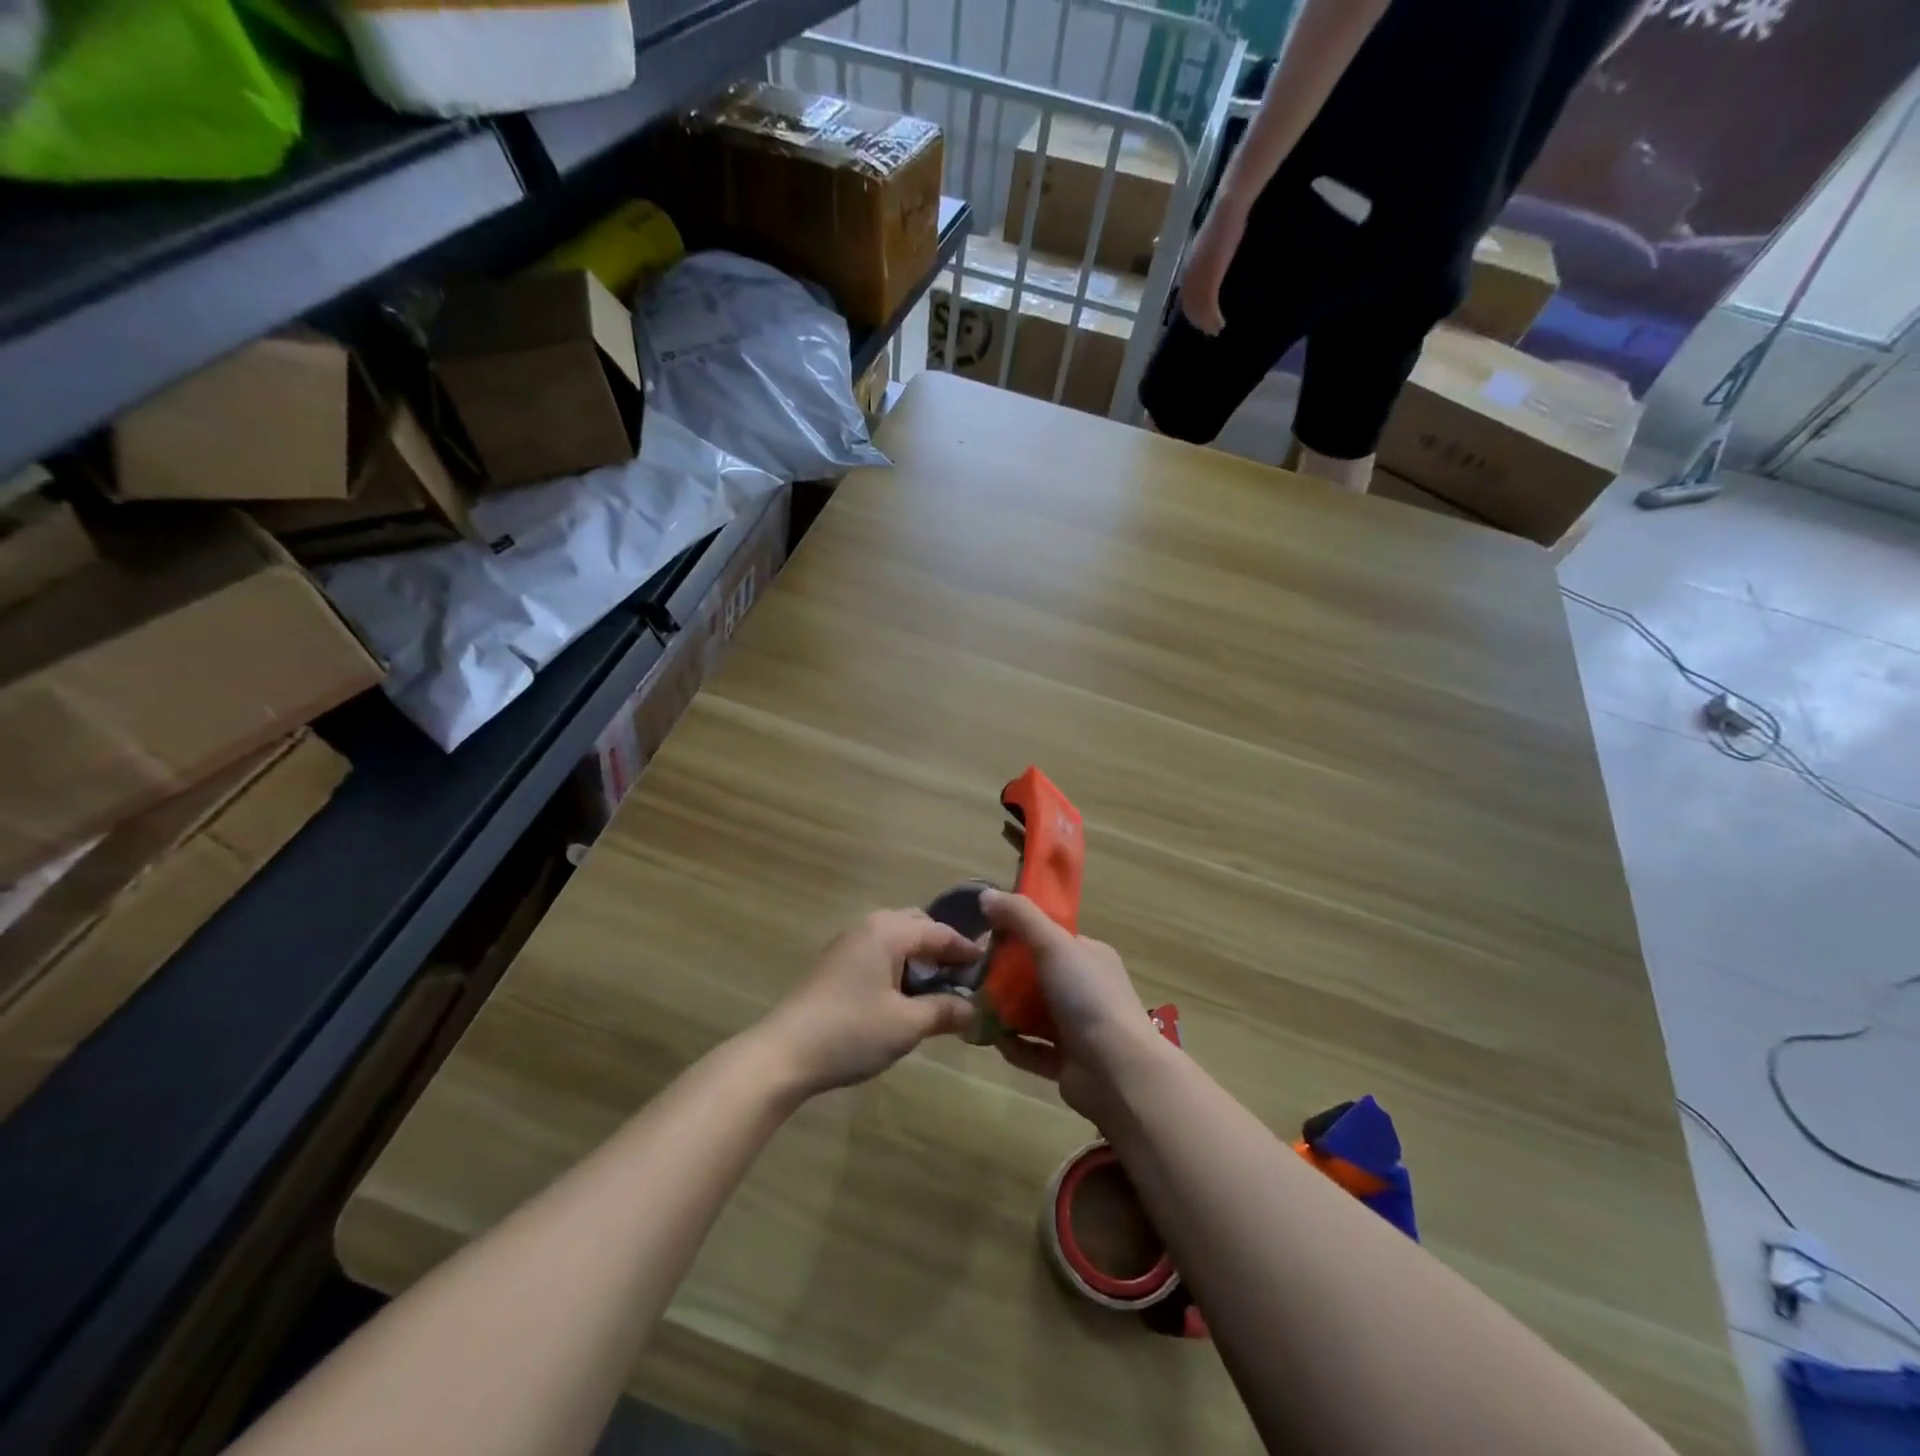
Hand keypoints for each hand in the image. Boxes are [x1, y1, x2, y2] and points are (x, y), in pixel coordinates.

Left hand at [757, 910, 978, 1096]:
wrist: (782, 1054)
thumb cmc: (851, 1032)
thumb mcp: (907, 1024)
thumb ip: (945, 1011)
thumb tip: (975, 1009)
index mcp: (888, 931)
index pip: (939, 931)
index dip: (966, 949)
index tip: (990, 966)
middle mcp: (868, 927)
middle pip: (916, 926)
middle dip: (942, 947)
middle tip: (964, 976)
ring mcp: (847, 945)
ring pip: (895, 940)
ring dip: (919, 958)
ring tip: (938, 989)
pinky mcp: (834, 965)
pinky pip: (878, 953)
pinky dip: (899, 967)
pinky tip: (904, 997)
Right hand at [979, 890, 1163, 1121]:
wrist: (1118, 1072)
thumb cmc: (1088, 998)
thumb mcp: (1054, 944)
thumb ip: (1020, 917)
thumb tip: (986, 894)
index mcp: (1090, 956)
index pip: (1051, 937)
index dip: (1019, 934)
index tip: (986, 937)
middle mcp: (1086, 989)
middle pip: (1037, 976)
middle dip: (1005, 976)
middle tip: (972, 976)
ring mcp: (1079, 1028)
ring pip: (1033, 1014)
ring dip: (1005, 1011)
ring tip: (972, 1007)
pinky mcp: (1067, 1063)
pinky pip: (1032, 1049)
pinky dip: (1013, 1045)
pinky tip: (990, 1039)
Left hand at [1178, 194, 1248, 335]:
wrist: (1229, 208)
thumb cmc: (1225, 223)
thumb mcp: (1213, 247)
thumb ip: (1209, 261)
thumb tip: (1212, 272)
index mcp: (1190, 267)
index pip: (1187, 296)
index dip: (1193, 311)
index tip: (1201, 322)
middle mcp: (1190, 273)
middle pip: (1190, 306)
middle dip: (1199, 321)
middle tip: (1210, 332)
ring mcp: (1198, 275)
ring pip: (1198, 308)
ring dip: (1206, 323)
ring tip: (1216, 331)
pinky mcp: (1210, 275)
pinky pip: (1208, 304)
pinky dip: (1212, 317)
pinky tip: (1219, 324)